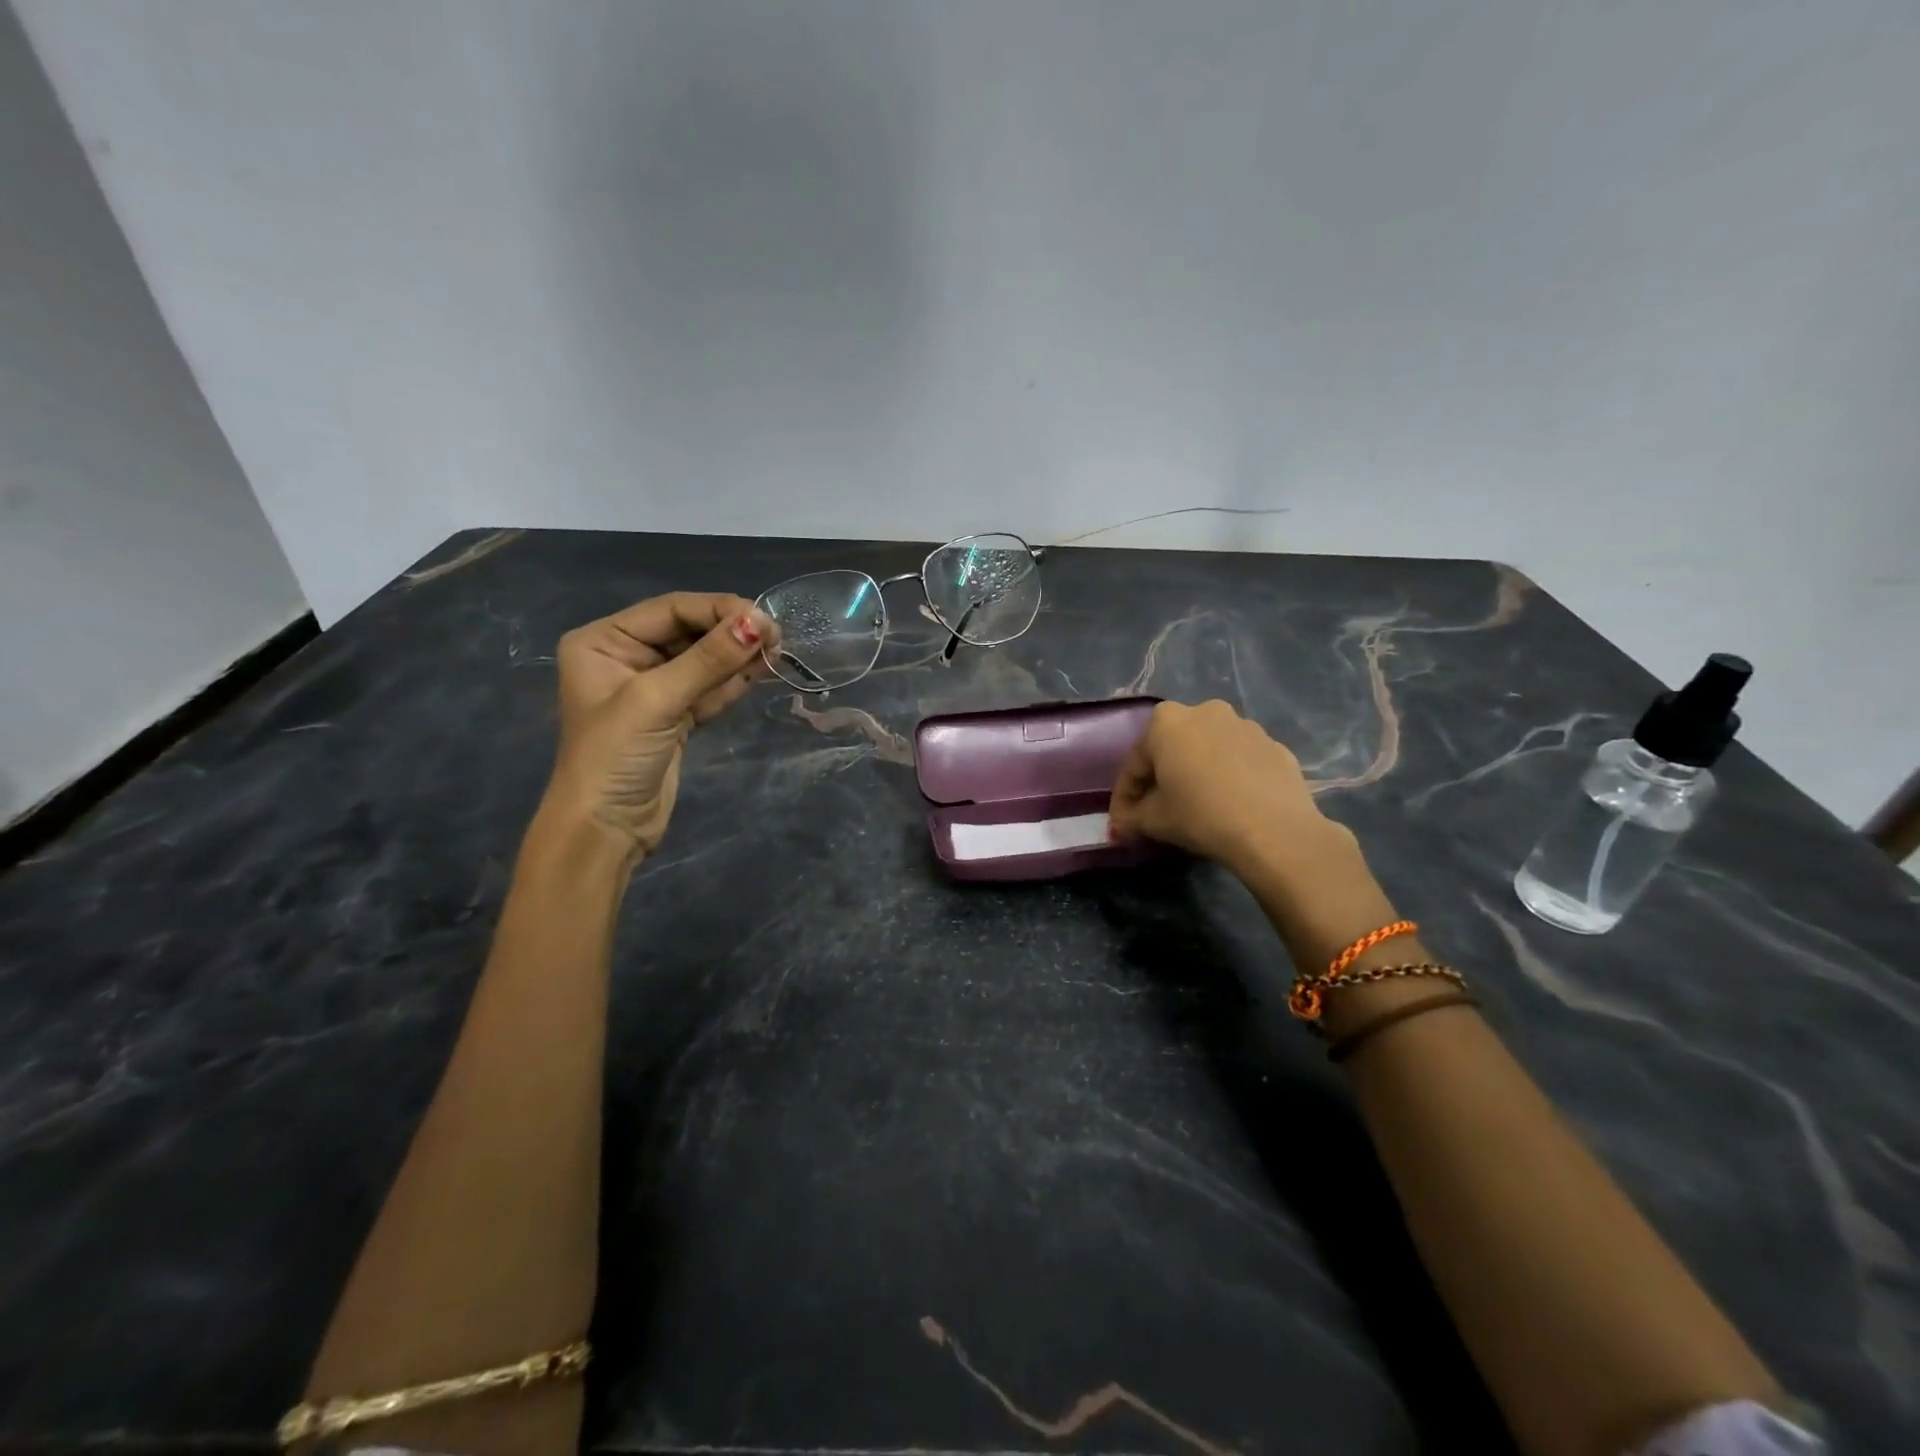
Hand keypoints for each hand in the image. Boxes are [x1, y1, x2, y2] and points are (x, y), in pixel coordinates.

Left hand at [542, 592, 777, 861]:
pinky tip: (762, 670)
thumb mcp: (658, 700)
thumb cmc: (615, 756)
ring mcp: (653, 689)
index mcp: (604, 642)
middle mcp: (627, 657)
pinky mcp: (676, 716)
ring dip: (737, 656)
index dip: (717, 610)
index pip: (670, 610)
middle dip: (730, 633)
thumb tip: (759, 622)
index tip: (762, 617)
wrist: (605, 829)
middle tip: (776, 636)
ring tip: (778, 650)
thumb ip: (709, 659)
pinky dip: (734, 681)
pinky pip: (709, 688)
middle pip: (689, 633)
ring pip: (703, 661)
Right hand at [1109, 700, 1398, 971]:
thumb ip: (1132, 819)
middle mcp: (1205, 711)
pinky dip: (1230, 778)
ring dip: (1198, 774)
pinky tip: (1231, 805)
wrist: (1275, 830)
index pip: (1135, 763)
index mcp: (1166, 721)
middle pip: (1173, 749)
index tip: (1123, 822)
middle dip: (1162, 778)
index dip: (1125, 796)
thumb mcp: (1154, 821)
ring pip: (1209, 751)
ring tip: (1198, 807)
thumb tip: (1121, 827)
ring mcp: (1245, 725)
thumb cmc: (1201, 815)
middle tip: (1157, 811)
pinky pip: (1240, 761)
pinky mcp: (1275, 745)